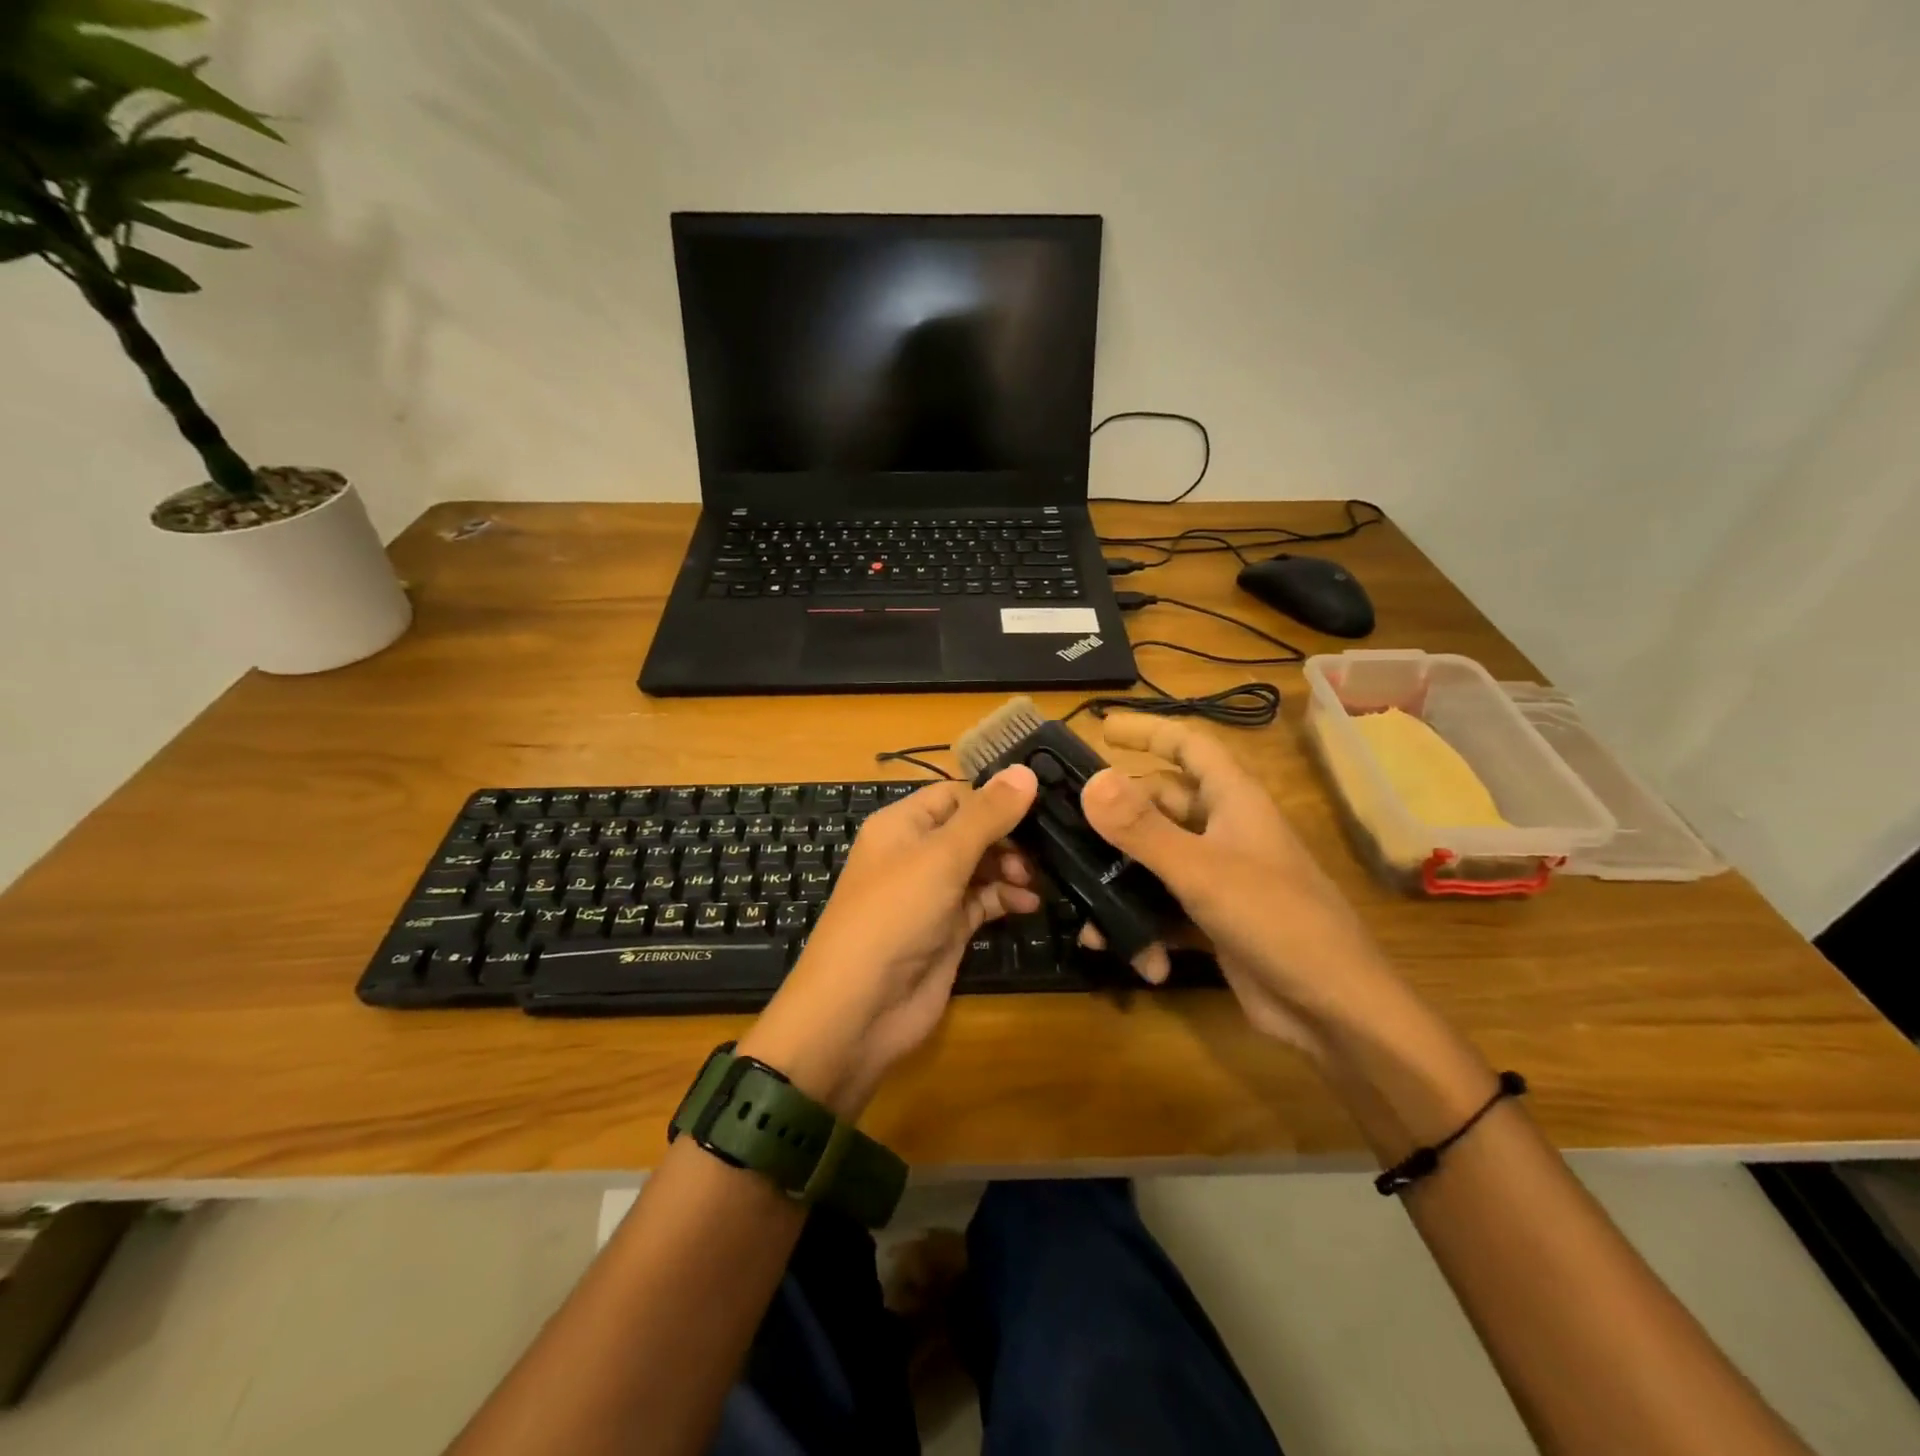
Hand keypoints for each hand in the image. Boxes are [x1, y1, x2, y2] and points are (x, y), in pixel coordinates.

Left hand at [737, 765, 1040, 1115]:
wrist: (860, 1008)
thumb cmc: (894, 915)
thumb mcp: (941, 857)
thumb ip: (987, 815)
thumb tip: (1026, 770)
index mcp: (902, 825)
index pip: (955, 794)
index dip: (994, 797)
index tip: (1040, 803)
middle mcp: (916, 854)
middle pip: (972, 830)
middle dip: (1008, 836)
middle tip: (1042, 850)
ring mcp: (932, 893)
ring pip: (981, 866)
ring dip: (1012, 868)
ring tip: (1033, 880)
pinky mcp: (948, 928)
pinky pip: (983, 901)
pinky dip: (1006, 899)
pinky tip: (1029, 904)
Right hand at [1077, 714, 1394, 1055]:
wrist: (1335, 1011)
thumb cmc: (1277, 922)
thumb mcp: (1202, 871)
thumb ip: (1143, 828)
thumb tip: (1091, 781)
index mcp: (1234, 801)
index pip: (1189, 744)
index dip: (1148, 731)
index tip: (1101, 729)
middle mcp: (1225, 831)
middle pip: (1161, 803)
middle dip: (1117, 814)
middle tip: (1064, 823)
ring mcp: (1220, 877)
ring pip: (1156, 859)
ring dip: (1121, 879)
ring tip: (1080, 900)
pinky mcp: (1213, 919)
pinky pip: (1164, 907)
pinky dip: (1142, 924)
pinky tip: (1126, 951)